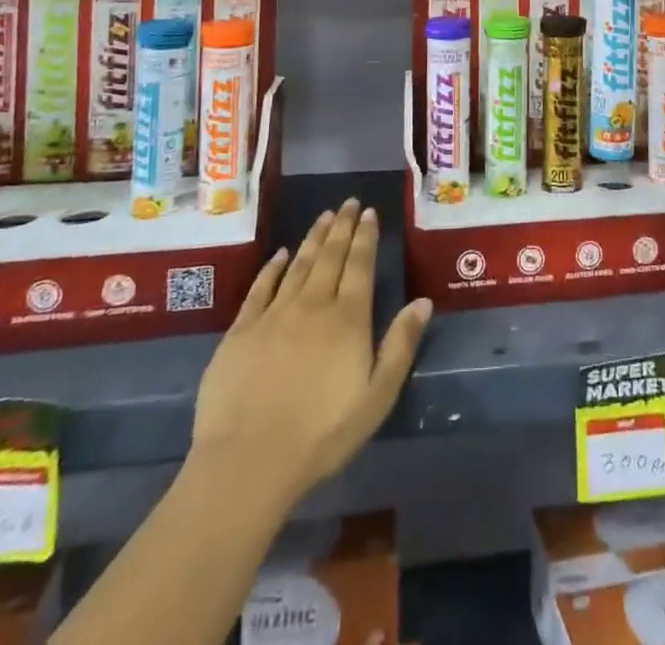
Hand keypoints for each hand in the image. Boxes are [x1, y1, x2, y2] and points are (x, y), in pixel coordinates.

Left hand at [190, 199, 430, 508]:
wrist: (248, 462)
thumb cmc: (322, 435)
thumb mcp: (377, 398)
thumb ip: (400, 346)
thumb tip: (423, 301)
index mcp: (348, 319)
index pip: (360, 265)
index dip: (366, 236)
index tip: (370, 213)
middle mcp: (313, 305)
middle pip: (330, 256)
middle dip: (342, 226)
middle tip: (349, 202)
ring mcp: (274, 314)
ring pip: (298, 264)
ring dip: (313, 237)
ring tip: (325, 216)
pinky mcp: (241, 330)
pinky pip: (261, 287)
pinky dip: (273, 266)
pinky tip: (280, 253)